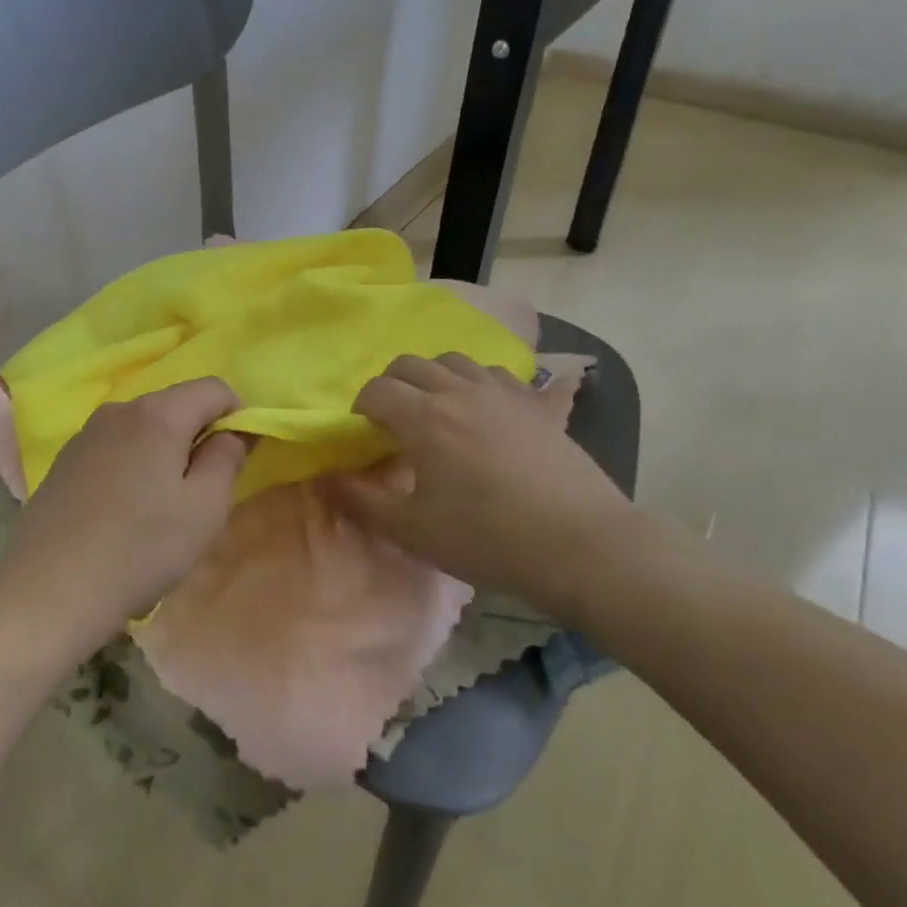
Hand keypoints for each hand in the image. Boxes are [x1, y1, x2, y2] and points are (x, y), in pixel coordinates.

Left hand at [0, 378, 248, 655]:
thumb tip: (232, 430)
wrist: (49, 590)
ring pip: (143, 428)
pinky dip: (132, 465)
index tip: (241, 454)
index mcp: (158, 414)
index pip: (213, 387)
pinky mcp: (64, 461)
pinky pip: (114, 448)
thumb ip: (227, 457)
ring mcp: (85, 434)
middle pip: (175, 405)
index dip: (237, 413)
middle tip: (204, 487)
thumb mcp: (205, 508)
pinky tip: (124, 511)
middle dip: (199, 434)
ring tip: (162, 504)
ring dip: (164, 451)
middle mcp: (119, 410)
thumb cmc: (141, 548)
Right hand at [329, 353, 638, 623]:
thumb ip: (361, 502)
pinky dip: (479, 383)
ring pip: (456, 361)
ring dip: (434, 377)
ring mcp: (504, 393)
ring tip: (437, 409)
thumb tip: (325, 480)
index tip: (364, 433)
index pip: (377, 389)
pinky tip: (486, 409)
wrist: (581, 545)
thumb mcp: (413, 531)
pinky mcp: (538, 405)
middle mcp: (460, 391)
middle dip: (391, 384)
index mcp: (424, 417)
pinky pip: (499, 375)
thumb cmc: (488, 538)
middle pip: (411, 364)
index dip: (361, 407)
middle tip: (393, 419)